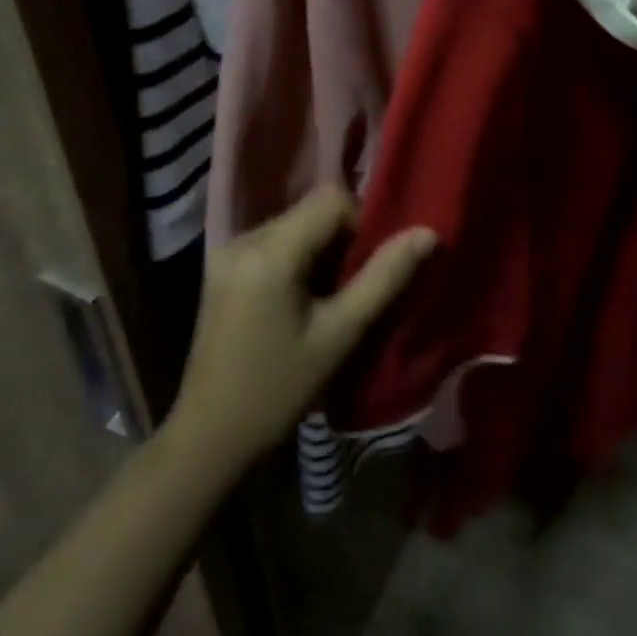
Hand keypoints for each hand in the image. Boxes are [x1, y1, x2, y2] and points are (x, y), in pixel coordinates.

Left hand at [171, 187, 435, 470]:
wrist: (209, 437)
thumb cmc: (280, 389)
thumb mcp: (340, 334)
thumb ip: (385, 277)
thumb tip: (427, 232)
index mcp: (271, 251)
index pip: (331, 198)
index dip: (359, 224)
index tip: (364, 271)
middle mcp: (244, 238)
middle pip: (311, 209)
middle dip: (339, 240)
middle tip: (348, 290)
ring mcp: (227, 250)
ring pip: (294, 223)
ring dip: (318, 249)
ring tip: (323, 300)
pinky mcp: (221, 266)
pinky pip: (273, 240)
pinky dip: (296, 258)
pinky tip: (296, 302)